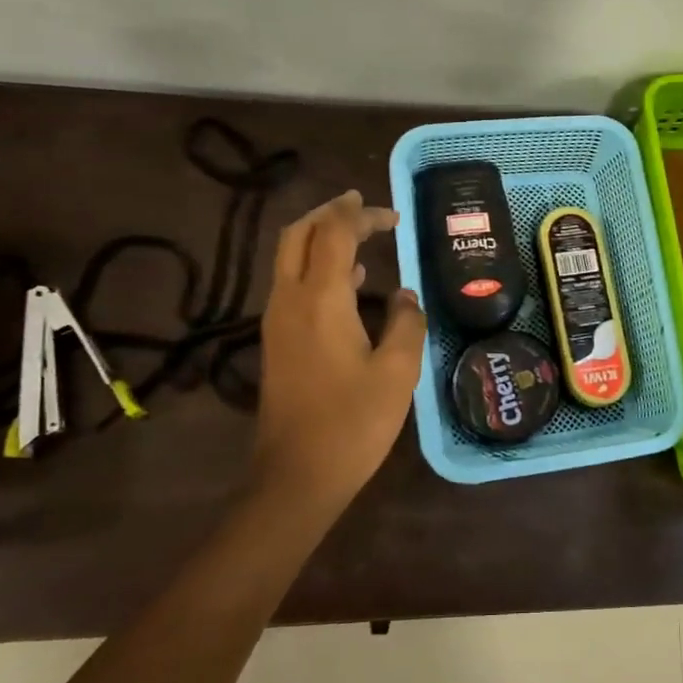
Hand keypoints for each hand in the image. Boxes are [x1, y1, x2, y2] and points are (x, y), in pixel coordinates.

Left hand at [257, 190, 426, 503]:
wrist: (296, 476)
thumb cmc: (352, 423)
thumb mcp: (397, 372)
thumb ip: (406, 324)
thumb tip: (405, 297)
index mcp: (320, 299)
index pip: (336, 234)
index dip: (363, 216)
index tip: (394, 216)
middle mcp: (290, 300)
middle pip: (299, 234)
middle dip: (330, 213)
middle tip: (363, 206)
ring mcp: (277, 321)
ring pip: (290, 258)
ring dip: (321, 237)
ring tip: (359, 235)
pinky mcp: (277, 342)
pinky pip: (292, 284)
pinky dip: (316, 266)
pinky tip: (349, 283)